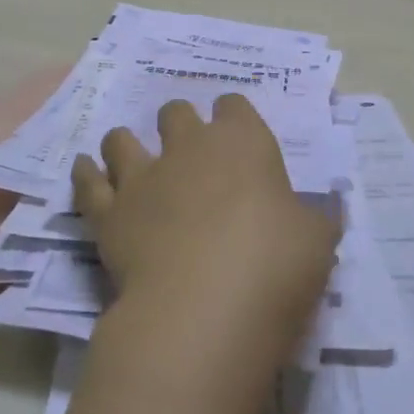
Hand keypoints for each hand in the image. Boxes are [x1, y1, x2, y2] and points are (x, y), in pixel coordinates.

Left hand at [71, 94, 339, 413]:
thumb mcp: (318, 239)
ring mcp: (142, 177)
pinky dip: (86, 174)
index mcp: (243, 142)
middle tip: (188, 151)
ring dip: (127, 144)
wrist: (204, 308)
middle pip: (175, 112)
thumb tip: (327, 207)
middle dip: (180, 124)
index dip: (235, 116)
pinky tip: (87, 171)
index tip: (238, 135)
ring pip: (122, 140)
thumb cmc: (275, 265)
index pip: (234, 105)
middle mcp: (188, 147)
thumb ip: (316, 216)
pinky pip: (87, 182)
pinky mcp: (108, 213)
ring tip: (133, 160)